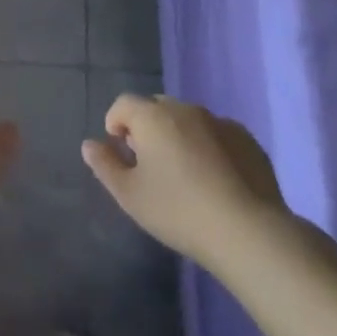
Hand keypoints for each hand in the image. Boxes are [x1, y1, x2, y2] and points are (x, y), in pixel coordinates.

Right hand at [82, 94, 289, 266]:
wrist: (247, 231)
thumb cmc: (178, 211)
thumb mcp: (130, 195)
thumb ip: (105, 165)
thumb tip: (89, 144)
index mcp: (153, 116)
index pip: (124, 104)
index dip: (116, 122)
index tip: (121, 151)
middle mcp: (185, 109)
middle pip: (157, 108)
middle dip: (148, 127)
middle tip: (151, 164)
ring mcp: (219, 121)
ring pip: (188, 119)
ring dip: (179, 135)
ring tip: (184, 173)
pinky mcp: (247, 139)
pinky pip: (217, 134)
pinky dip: (209, 146)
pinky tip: (216, 180)